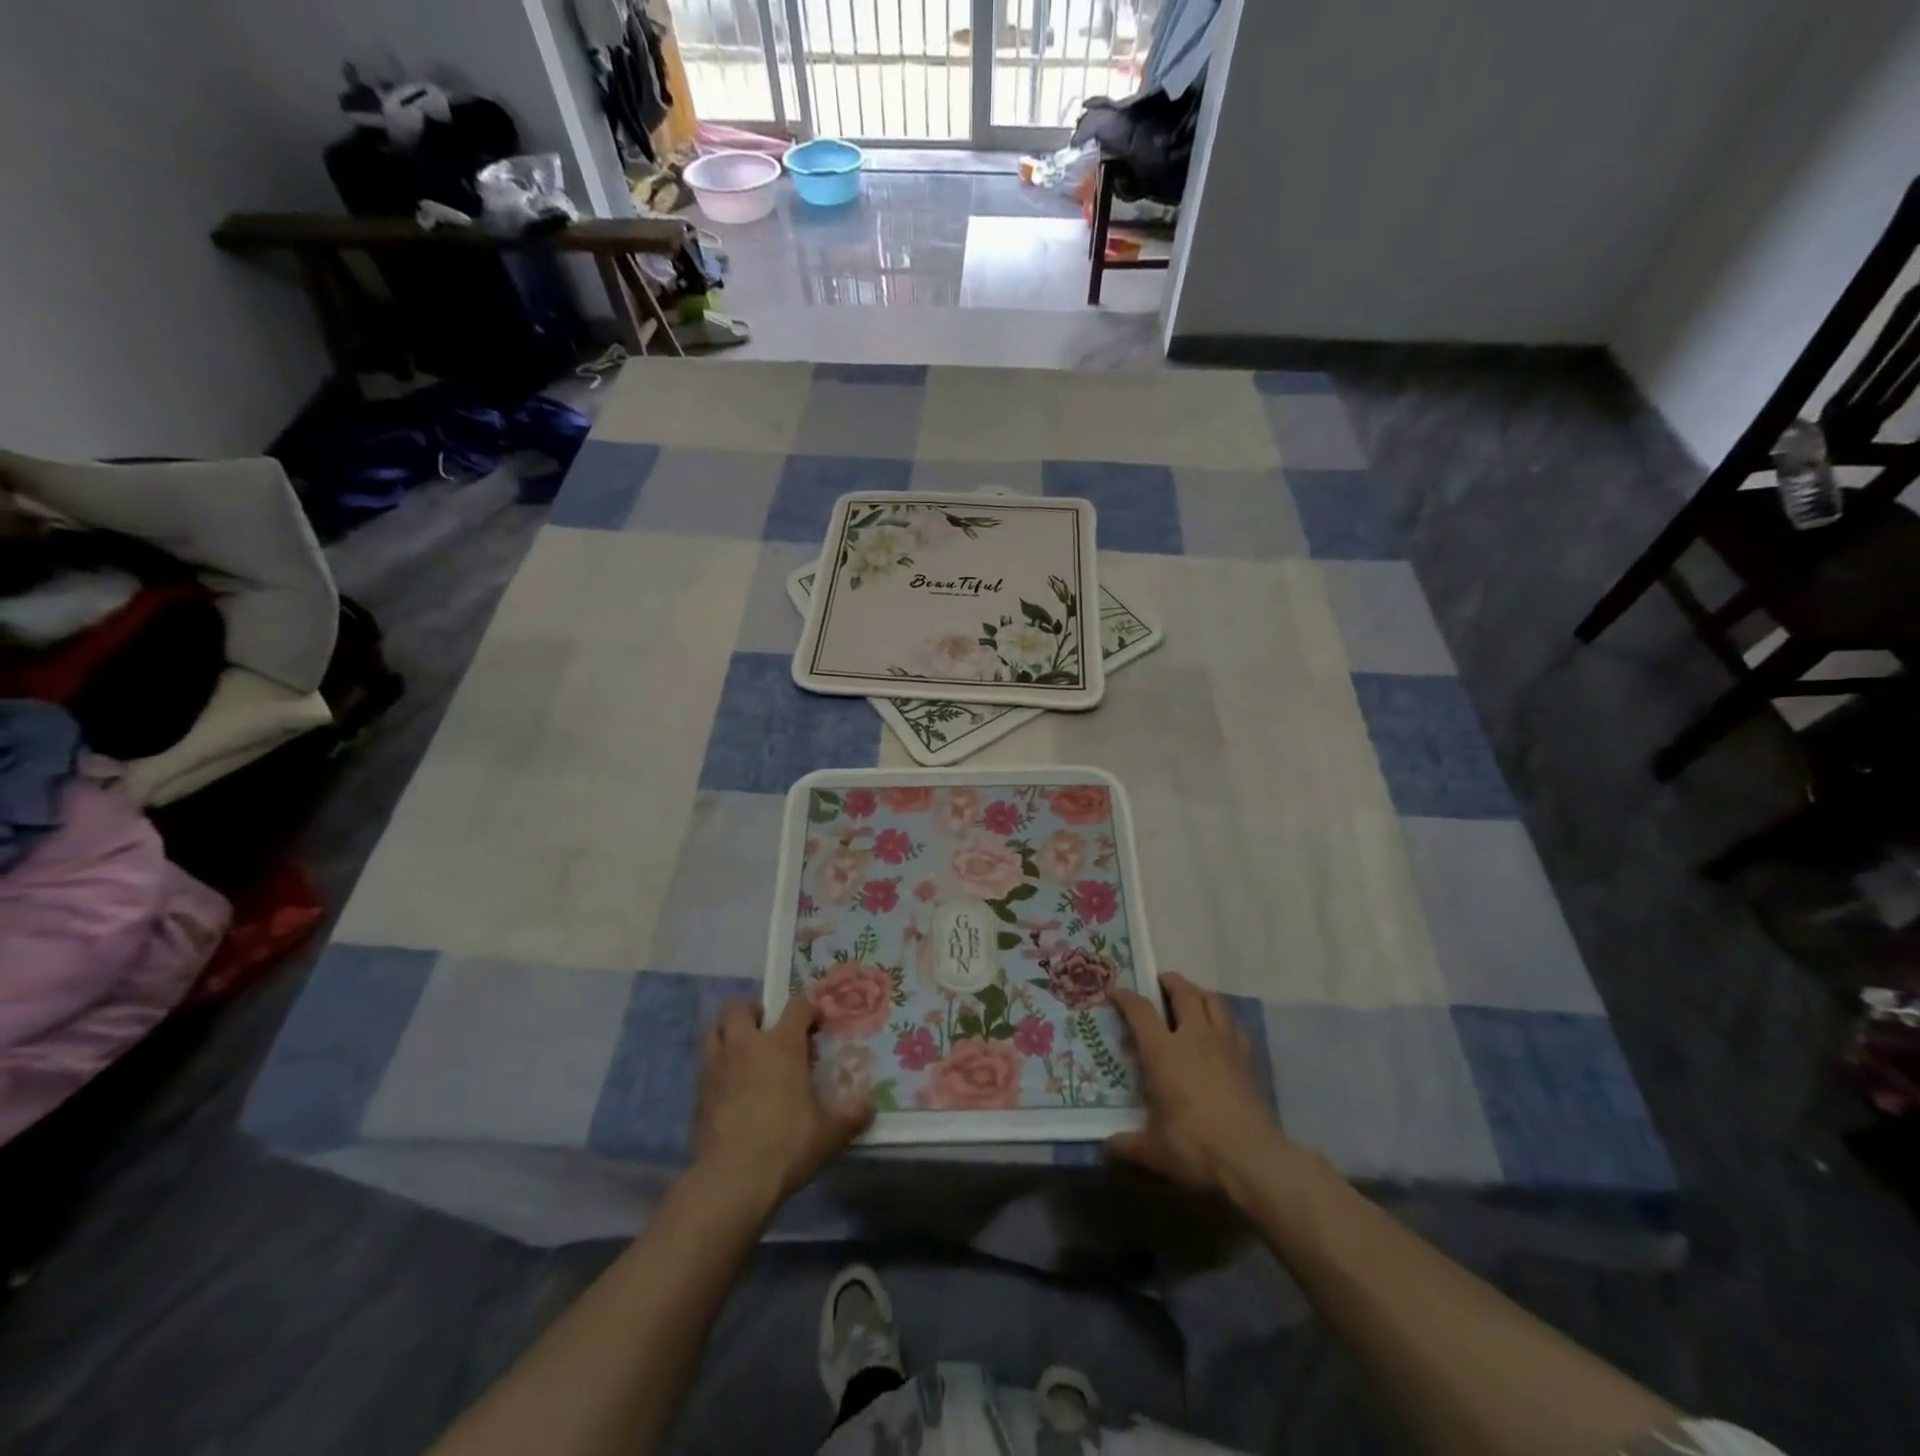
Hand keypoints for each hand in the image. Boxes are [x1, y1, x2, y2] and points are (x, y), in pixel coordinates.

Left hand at [694, 999, 872, 1209]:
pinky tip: (728, 1091)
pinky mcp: (698, 1095)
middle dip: (751, 1012)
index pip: (796, 1007)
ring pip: (712, 1032)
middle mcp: (746, 1047)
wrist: (732, 1180)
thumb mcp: (829, 1134)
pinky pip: (704, 1068)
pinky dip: (715, 1070)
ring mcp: (717, 1068)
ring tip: (741, 1054)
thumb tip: (869, 1106)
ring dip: (725, 1035)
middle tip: (765, 1030)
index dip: (808, 1008)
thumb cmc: (786, 1145)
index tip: (816, 1022)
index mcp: (782, 1046)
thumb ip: (850, 1116)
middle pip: (738, 1007)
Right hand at [1107, 972, 1288, 1196]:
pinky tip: (1221, 1030)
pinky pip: (1236, 1025)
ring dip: (1199, 992)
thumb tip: (1106, 1147)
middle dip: (1169, 981)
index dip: (1126, 997)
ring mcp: (1225, 1045)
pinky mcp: (1248, 1059)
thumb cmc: (1196, 1148)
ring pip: (1214, 1000)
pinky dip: (1225, 1019)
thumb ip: (1128, 1145)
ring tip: (1191, 996)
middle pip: (1184, 992)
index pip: (1141, 1011)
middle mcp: (1194, 1037)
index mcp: (1164, 1052)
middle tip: (1159, 981)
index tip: (1116, 991)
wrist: (1254, 1159)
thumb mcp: (1154, 1151)